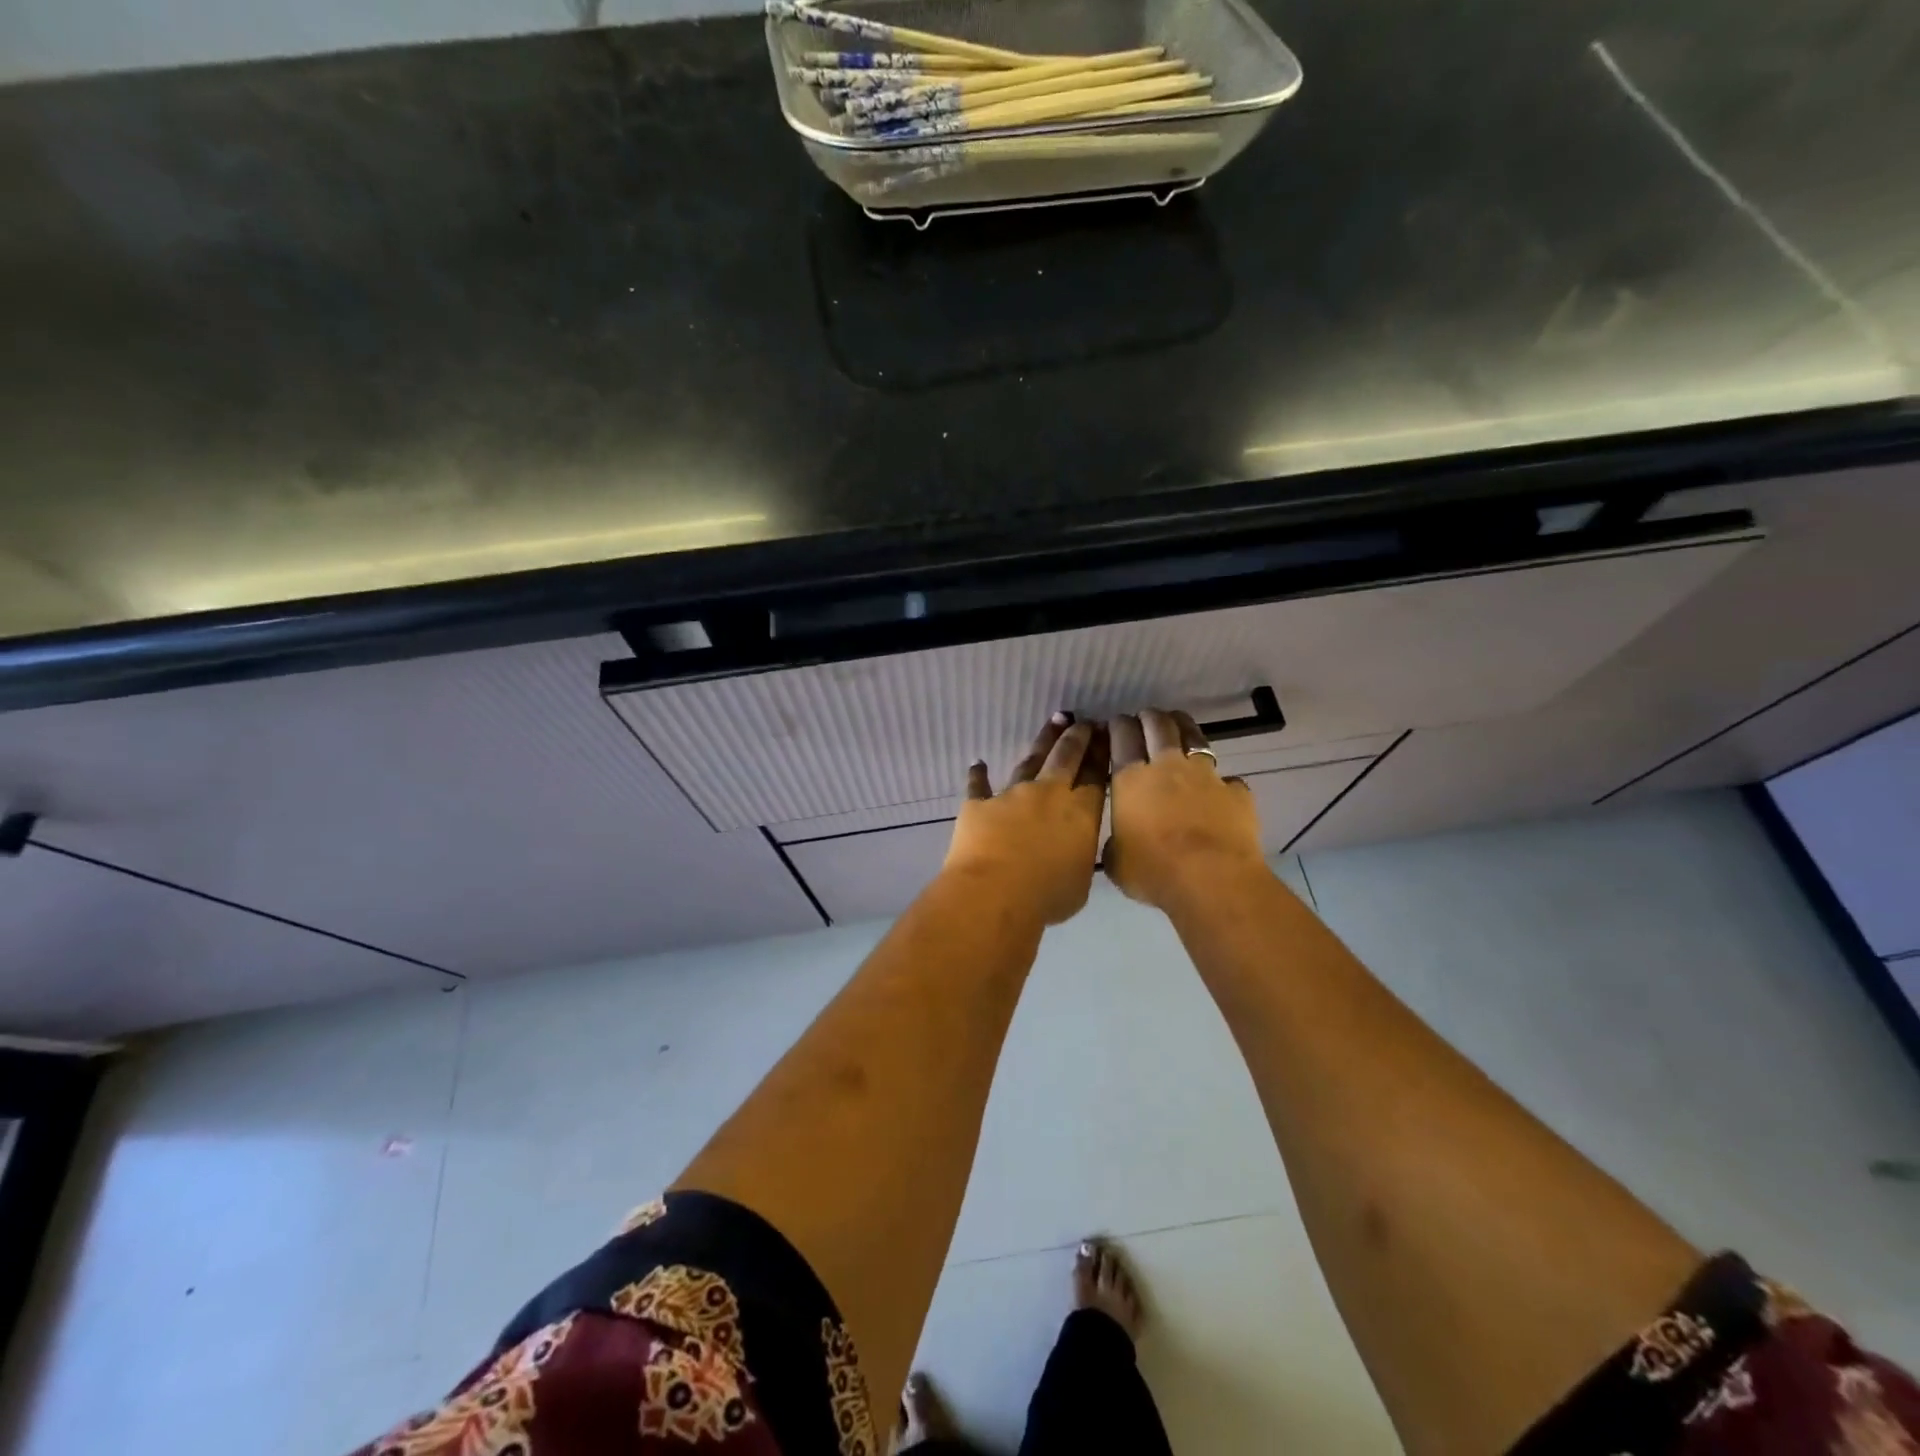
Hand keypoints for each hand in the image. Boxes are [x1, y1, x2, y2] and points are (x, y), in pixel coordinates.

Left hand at [943, 713, 1109, 925]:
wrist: (995, 893)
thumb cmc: (1047, 895)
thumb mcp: (1081, 881)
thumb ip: (1080, 856)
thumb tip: (1075, 847)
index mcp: (1080, 812)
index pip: (1096, 775)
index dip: (1102, 752)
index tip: (1106, 733)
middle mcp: (1048, 794)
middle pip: (1066, 757)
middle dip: (1078, 737)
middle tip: (1085, 722)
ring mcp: (1011, 795)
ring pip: (1030, 760)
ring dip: (1043, 740)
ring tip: (1054, 722)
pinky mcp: (979, 804)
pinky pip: (978, 785)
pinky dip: (978, 775)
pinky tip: (977, 763)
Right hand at [1105, 709, 1266, 913]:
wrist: (1212, 879)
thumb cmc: (1154, 871)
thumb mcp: (1117, 863)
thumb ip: (1116, 845)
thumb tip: (1119, 843)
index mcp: (1131, 780)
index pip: (1122, 738)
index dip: (1117, 726)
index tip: (1114, 723)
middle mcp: (1167, 767)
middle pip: (1158, 727)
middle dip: (1149, 717)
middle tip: (1144, 717)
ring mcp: (1205, 776)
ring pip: (1193, 737)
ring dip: (1183, 727)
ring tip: (1177, 723)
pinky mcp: (1236, 791)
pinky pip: (1227, 779)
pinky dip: (1220, 781)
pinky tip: (1219, 788)